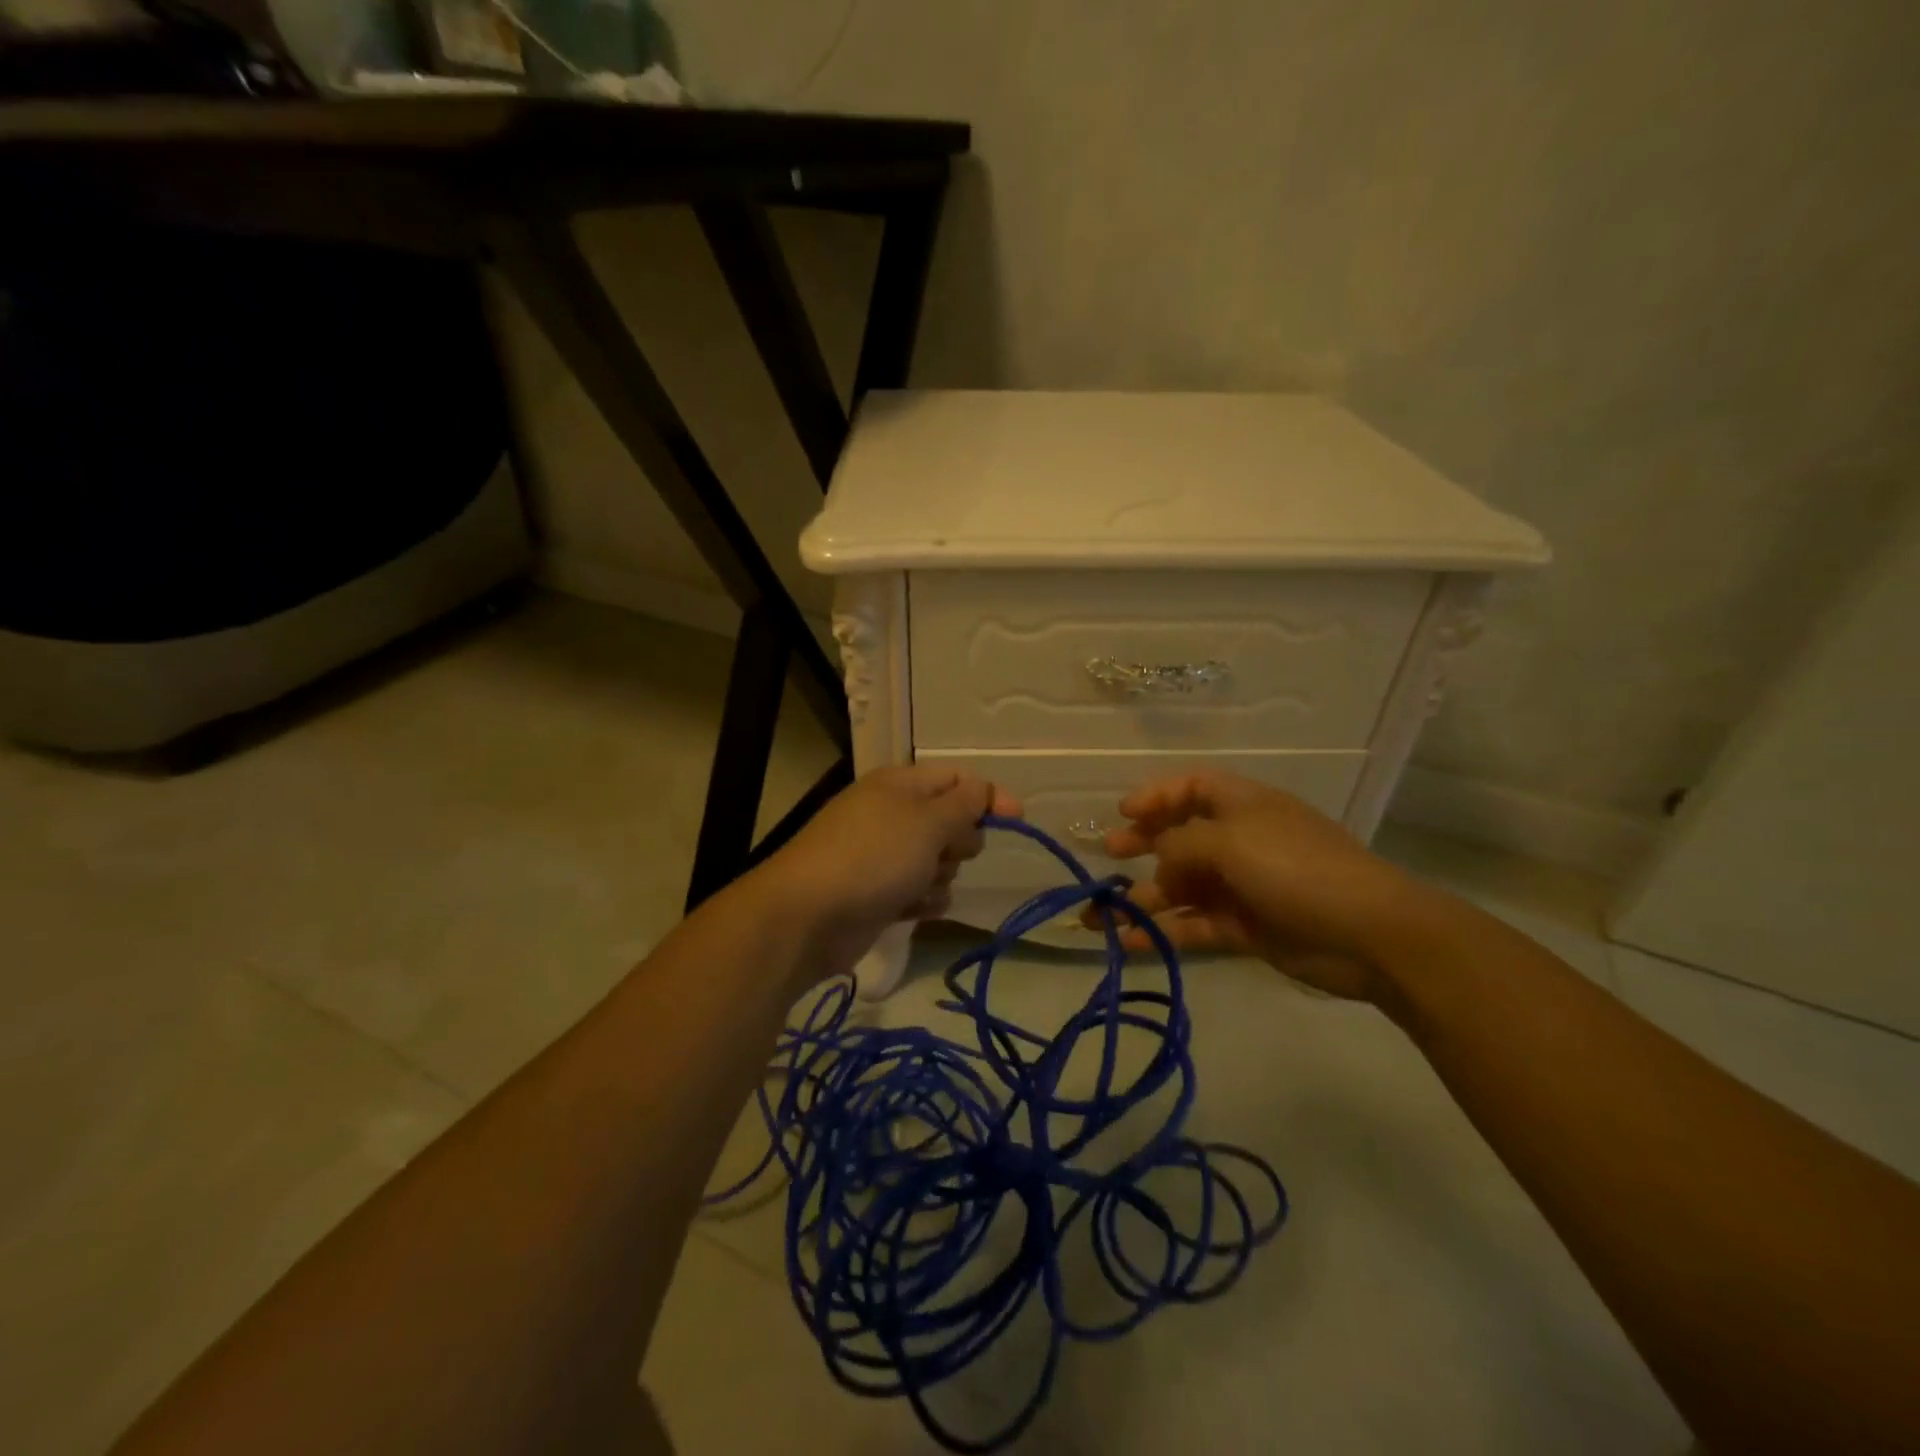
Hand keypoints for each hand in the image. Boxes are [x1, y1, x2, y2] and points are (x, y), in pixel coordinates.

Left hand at [753, 764, 1020, 979]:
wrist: (807, 916)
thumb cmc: (873, 857)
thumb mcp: (928, 822)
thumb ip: (963, 804)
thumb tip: (982, 789)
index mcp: (899, 785)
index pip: (955, 779)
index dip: (988, 796)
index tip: (1018, 819)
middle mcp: (891, 815)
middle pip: (949, 821)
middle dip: (959, 841)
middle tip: (945, 854)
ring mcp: (882, 856)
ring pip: (937, 861)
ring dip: (940, 876)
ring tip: (919, 886)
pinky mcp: (877, 893)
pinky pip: (918, 892)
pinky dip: (922, 900)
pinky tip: (912, 910)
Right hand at [1085, 770, 1435, 1005]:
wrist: (1369, 934)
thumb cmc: (1296, 868)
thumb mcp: (1231, 841)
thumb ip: (1181, 844)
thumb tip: (1159, 859)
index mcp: (1243, 806)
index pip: (1194, 787)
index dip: (1157, 796)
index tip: (1123, 813)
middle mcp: (1241, 841)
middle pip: (1182, 836)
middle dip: (1143, 844)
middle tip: (1108, 854)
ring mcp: (1244, 886)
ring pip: (1182, 887)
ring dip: (1142, 899)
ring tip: (1098, 916)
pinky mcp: (1246, 928)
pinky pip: (1194, 924)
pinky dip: (1162, 931)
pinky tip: (1129, 942)